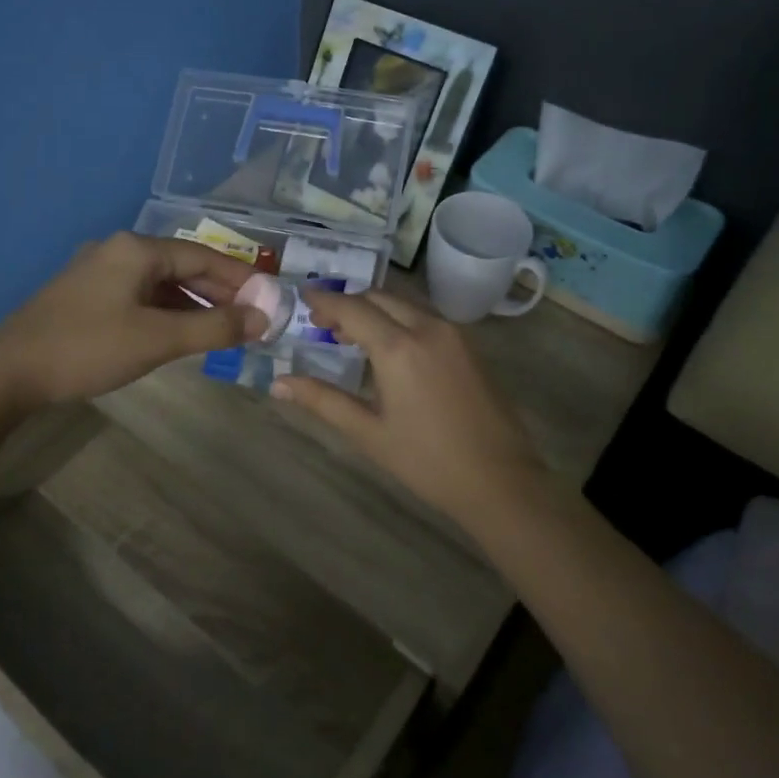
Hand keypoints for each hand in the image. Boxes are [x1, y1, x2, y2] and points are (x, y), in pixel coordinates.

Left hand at [0, 232, 264, 407]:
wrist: (8, 371)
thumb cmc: (88, 348)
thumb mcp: (158, 339)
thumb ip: (213, 327)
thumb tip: (262, 319)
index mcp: (137, 250)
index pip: (203, 256)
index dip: (241, 278)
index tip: (269, 299)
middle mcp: (118, 250)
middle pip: (182, 266)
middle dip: (219, 292)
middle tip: (251, 318)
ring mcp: (98, 271)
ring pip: (160, 283)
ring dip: (194, 304)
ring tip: (223, 328)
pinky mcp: (85, 294)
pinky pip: (139, 296)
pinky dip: (166, 311)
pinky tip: (179, 332)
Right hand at [272, 288, 546, 522]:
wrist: (500, 480)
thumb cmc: (427, 461)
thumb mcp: (369, 433)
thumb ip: (322, 401)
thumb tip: (278, 384)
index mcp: (399, 347)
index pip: (352, 308)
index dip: (324, 301)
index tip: (301, 298)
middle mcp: (427, 328)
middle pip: (378, 298)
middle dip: (348, 304)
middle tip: (322, 324)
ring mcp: (453, 334)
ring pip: (404, 305)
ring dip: (375, 310)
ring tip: (351, 336)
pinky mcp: (469, 346)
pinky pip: (425, 318)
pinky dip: (399, 320)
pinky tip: (389, 348)